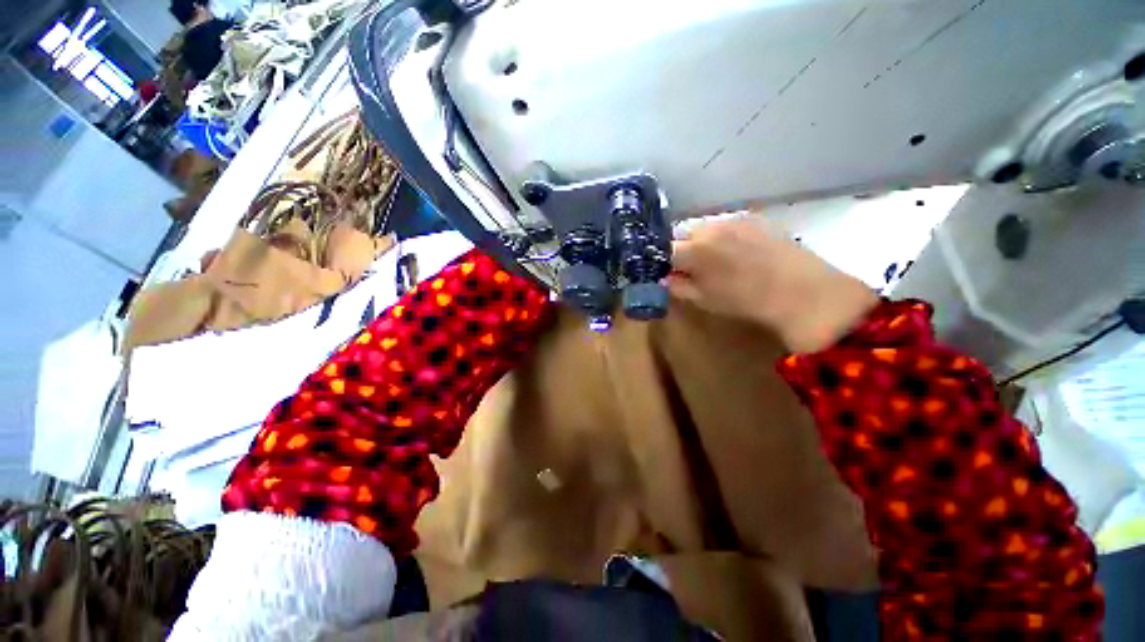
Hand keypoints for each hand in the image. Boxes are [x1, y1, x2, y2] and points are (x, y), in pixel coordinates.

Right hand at [666, 217, 877, 352]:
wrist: (802, 293)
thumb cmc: (745, 302)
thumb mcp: (703, 300)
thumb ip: (678, 286)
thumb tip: (665, 278)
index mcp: (693, 250)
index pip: (664, 249)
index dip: (662, 261)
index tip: (667, 271)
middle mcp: (710, 227)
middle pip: (683, 233)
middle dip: (682, 248)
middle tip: (692, 267)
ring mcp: (734, 219)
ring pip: (705, 226)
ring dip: (703, 240)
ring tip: (718, 259)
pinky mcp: (754, 218)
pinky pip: (728, 223)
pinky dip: (724, 235)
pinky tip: (739, 251)